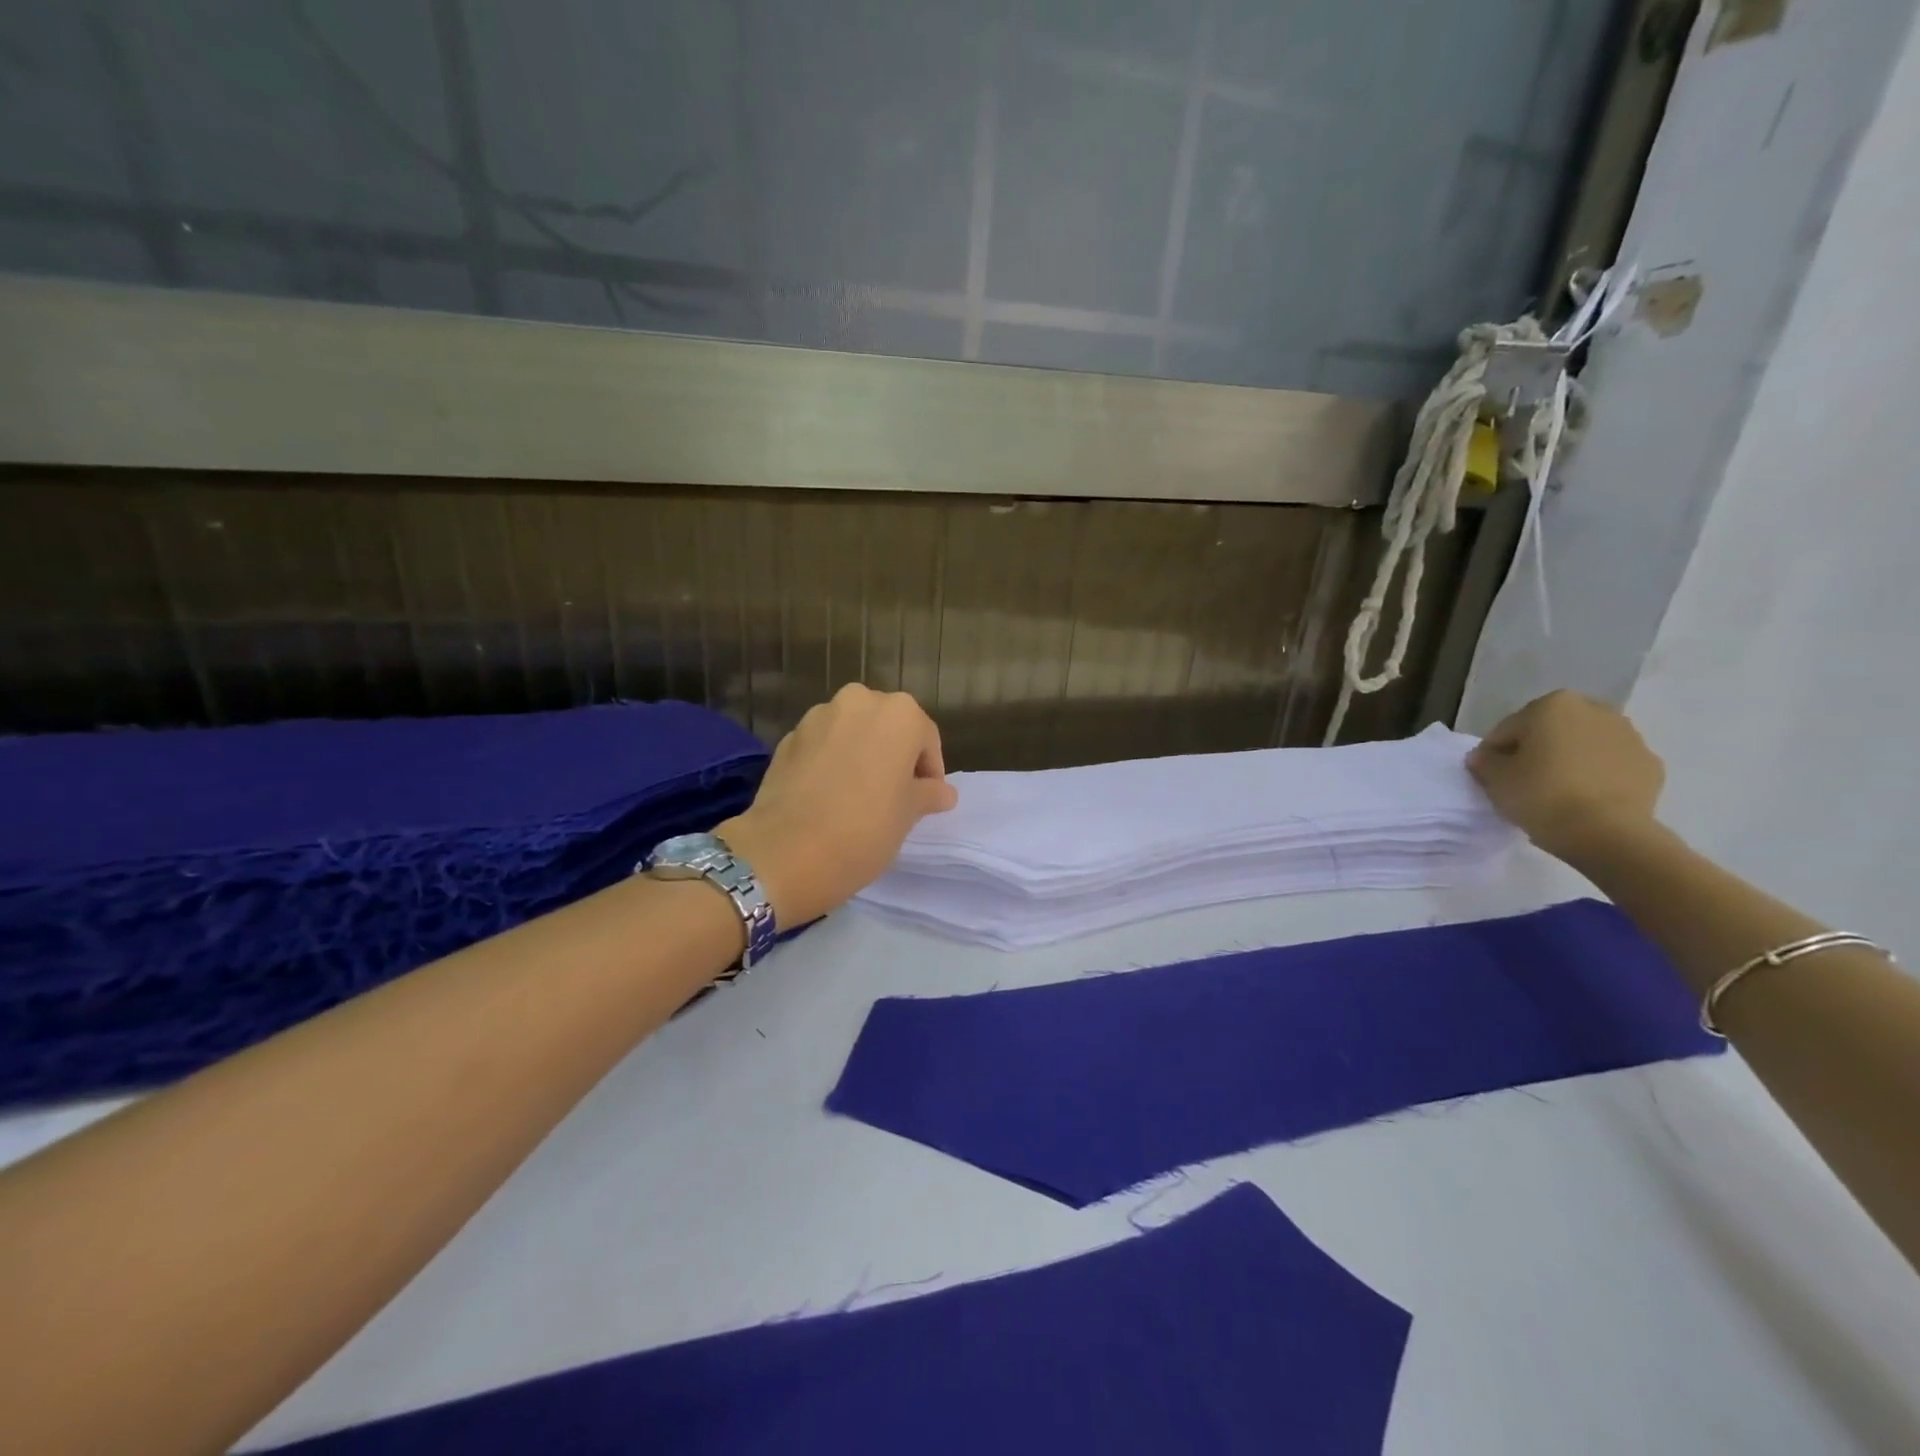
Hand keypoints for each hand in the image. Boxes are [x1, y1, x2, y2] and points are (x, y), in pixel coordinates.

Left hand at [715, 685, 958, 926]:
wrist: (786, 852)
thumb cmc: (865, 829)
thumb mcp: (909, 815)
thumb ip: (928, 794)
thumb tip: (942, 791)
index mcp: (900, 714)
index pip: (926, 739)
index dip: (929, 770)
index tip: (925, 799)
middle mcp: (859, 701)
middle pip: (887, 726)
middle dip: (893, 755)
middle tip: (893, 794)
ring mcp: (818, 716)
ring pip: (851, 731)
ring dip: (860, 753)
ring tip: (858, 794)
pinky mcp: (787, 737)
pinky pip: (821, 745)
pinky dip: (830, 761)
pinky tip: (826, 795)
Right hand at [1466, 690, 1664, 862]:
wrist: (1608, 834)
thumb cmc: (1542, 795)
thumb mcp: (1494, 778)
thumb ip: (1484, 761)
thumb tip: (1485, 757)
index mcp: (1553, 706)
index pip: (1509, 729)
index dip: (1495, 753)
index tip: (1491, 776)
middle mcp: (1595, 711)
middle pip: (1550, 732)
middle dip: (1537, 751)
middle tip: (1523, 781)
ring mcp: (1630, 737)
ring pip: (1584, 747)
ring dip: (1569, 761)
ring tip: (1555, 793)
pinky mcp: (1651, 766)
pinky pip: (1611, 766)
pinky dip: (1596, 777)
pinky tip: (1584, 800)